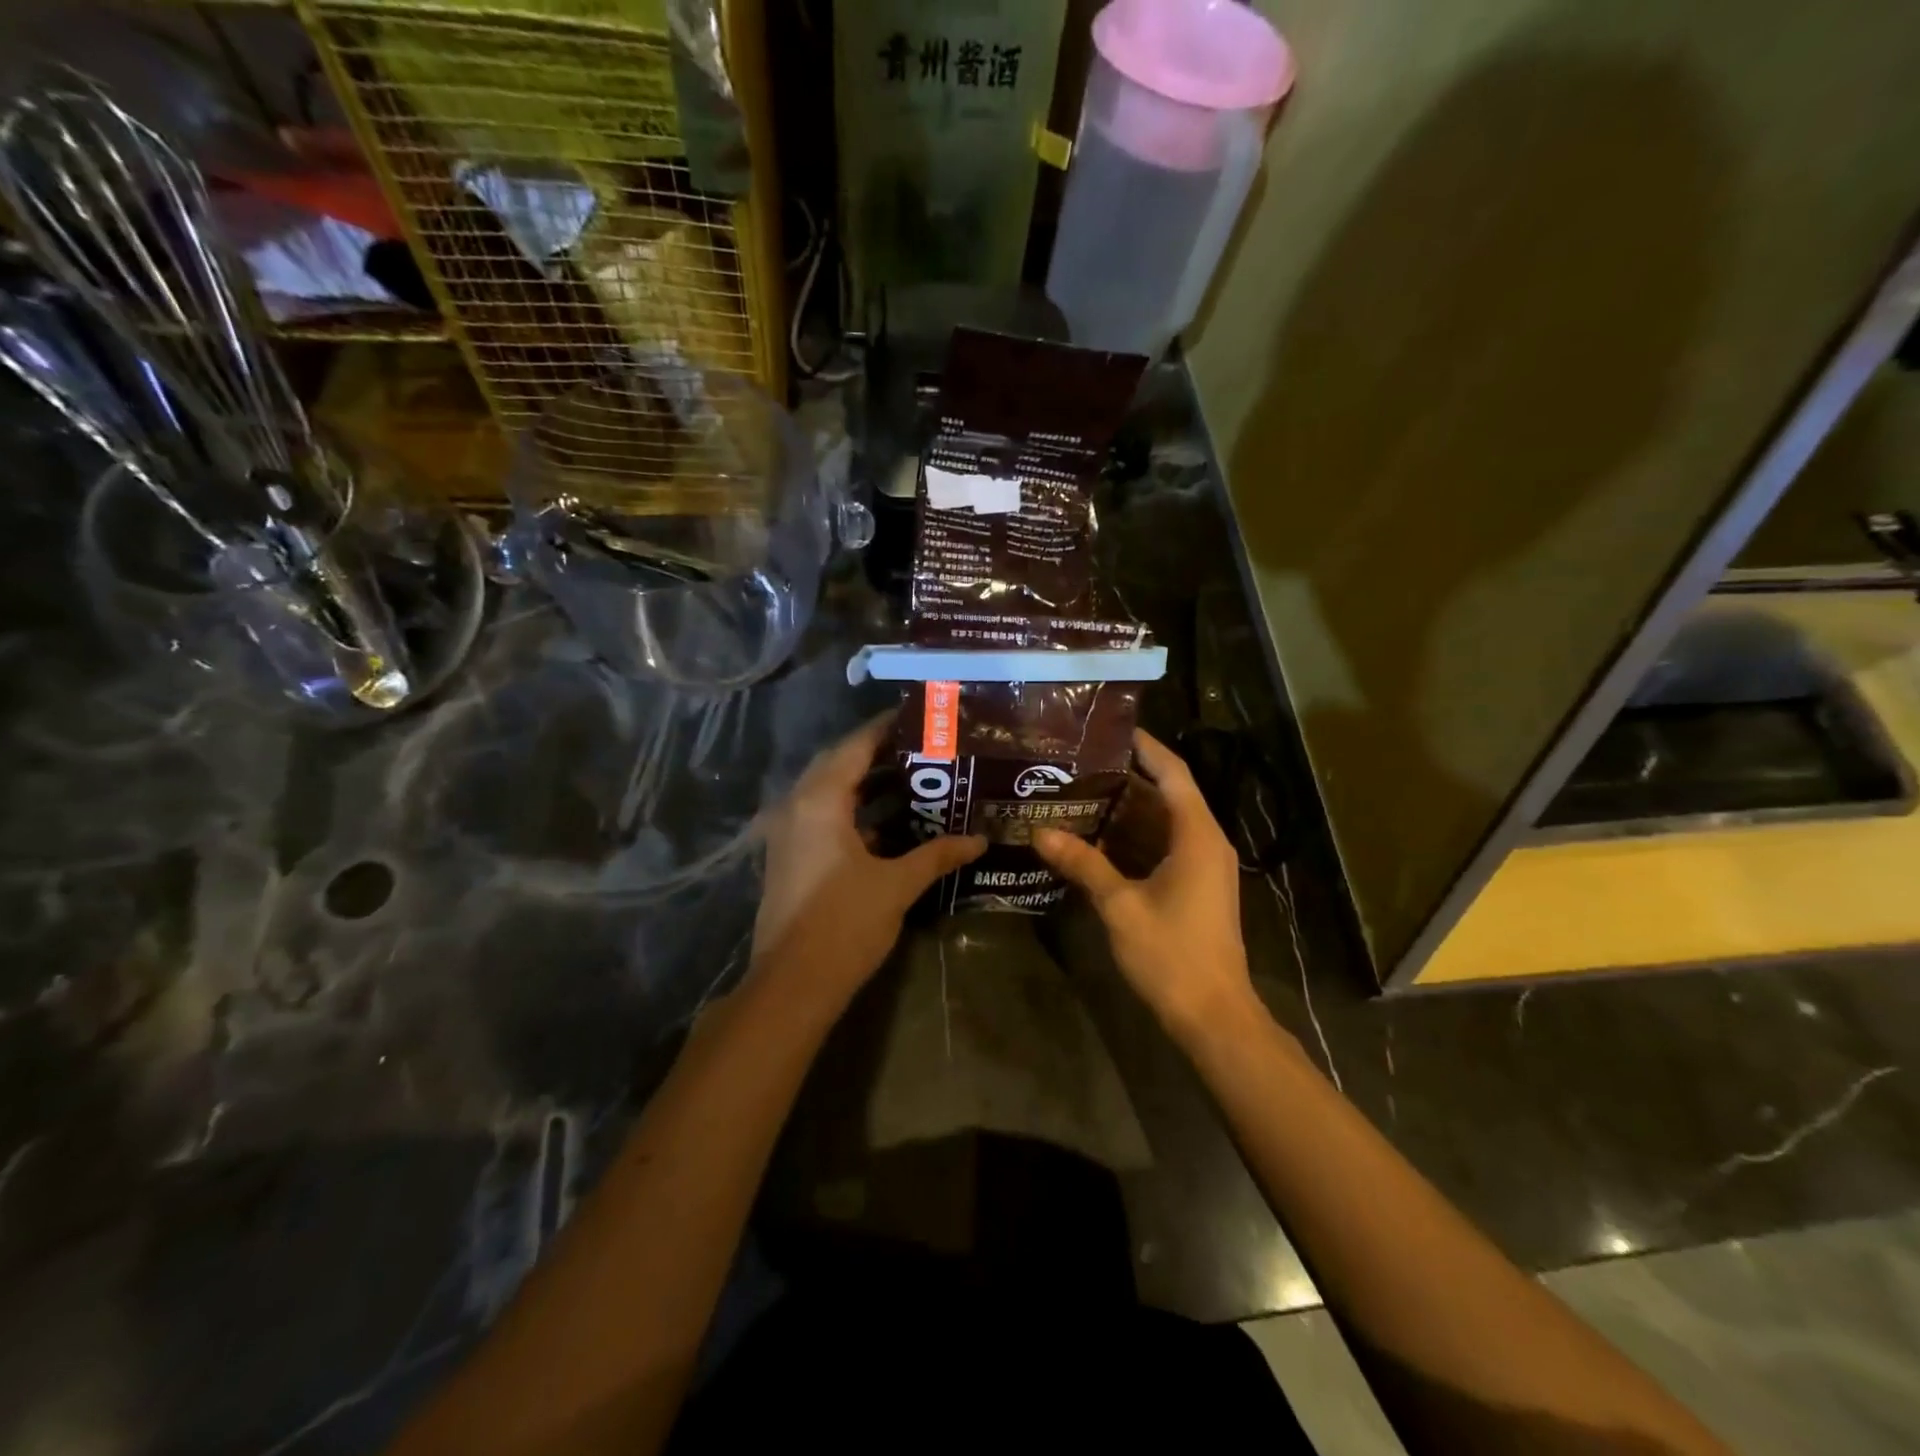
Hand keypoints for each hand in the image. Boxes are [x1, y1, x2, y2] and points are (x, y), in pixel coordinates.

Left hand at [751, 716, 984, 1007]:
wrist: (791, 985)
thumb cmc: (844, 925)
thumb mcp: (897, 886)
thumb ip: (937, 855)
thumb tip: (979, 840)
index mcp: (820, 801)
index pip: (855, 747)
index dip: (885, 728)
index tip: (918, 717)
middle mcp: (797, 807)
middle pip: (838, 764)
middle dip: (877, 753)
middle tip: (921, 746)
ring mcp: (787, 832)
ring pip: (828, 791)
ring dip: (864, 782)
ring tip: (911, 777)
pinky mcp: (789, 856)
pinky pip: (821, 815)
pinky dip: (852, 810)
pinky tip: (886, 821)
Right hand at [1034, 729, 1259, 1041]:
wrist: (1213, 1015)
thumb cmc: (1172, 954)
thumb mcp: (1120, 905)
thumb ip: (1083, 864)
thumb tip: (1040, 832)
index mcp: (1197, 835)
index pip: (1172, 773)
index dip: (1144, 747)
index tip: (1110, 728)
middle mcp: (1205, 842)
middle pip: (1163, 797)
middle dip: (1122, 781)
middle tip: (1076, 766)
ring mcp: (1201, 867)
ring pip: (1160, 825)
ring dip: (1122, 814)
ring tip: (1075, 796)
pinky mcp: (1194, 888)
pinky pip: (1161, 850)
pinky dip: (1130, 842)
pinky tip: (1092, 841)